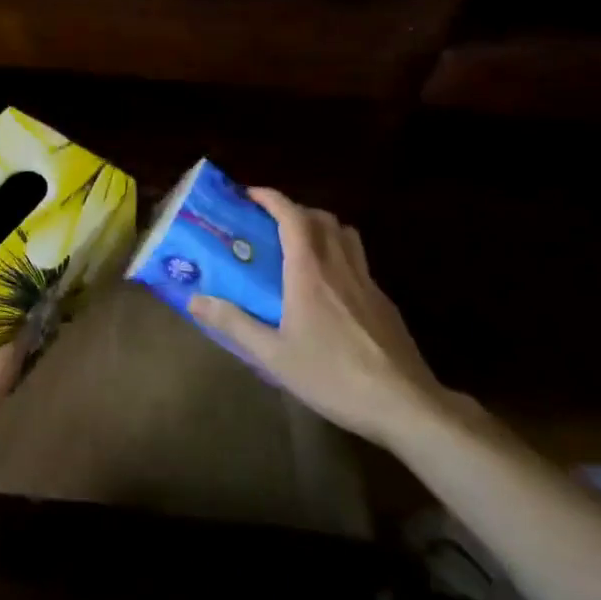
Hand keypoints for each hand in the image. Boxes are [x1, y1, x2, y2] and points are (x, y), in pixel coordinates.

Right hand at [188, 188, 446, 448]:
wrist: (406, 405)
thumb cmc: (334, 376)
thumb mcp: (274, 356)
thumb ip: (234, 324)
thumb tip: (194, 299)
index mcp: (310, 272)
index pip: (292, 216)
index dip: (271, 198)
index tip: (250, 194)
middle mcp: (339, 266)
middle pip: (322, 218)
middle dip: (295, 210)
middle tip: (272, 223)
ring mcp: (368, 283)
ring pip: (346, 235)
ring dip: (322, 228)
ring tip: (302, 246)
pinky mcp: (385, 303)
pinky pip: (359, 262)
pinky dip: (340, 256)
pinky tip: (331, 288)